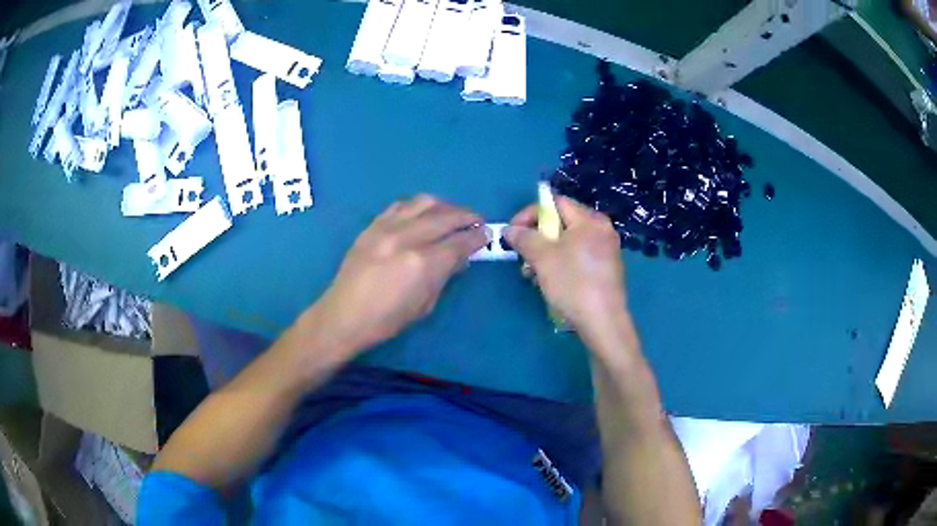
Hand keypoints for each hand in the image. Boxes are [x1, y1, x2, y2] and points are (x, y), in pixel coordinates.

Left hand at [307, 195, 489, 354]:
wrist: (344, 316)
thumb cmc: (387, 320)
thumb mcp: (424, 305)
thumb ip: (445, 275)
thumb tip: (460, 257)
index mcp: (422, 264)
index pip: (459, 242)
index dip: (477, 237)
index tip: (486, 234)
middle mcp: (406, 238)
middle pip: (445, 216)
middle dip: (466, 216)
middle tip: (476, 221)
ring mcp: (386, 228)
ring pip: (423, 202)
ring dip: (444, 206)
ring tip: (451, 214)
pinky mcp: (372, 226)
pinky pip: (400, 205)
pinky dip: (417, 206)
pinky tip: (422, 214)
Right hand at [505, 196, 626, 334]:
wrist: (603, 322)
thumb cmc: (573, 284)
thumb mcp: (542, 258)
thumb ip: (524, 238)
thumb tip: (510, 230)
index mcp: (590, 220)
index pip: (555, 202)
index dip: (529, 213)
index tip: (513, 232)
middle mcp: (601, 229)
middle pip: (561, 222)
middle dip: (537, 237)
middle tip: (522, 255)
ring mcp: (606, 250)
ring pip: (568, 242)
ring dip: (546, 254)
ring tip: (531, 274)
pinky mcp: (605, 269)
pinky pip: (578, 256)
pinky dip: (561, 263)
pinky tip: (550, 282)